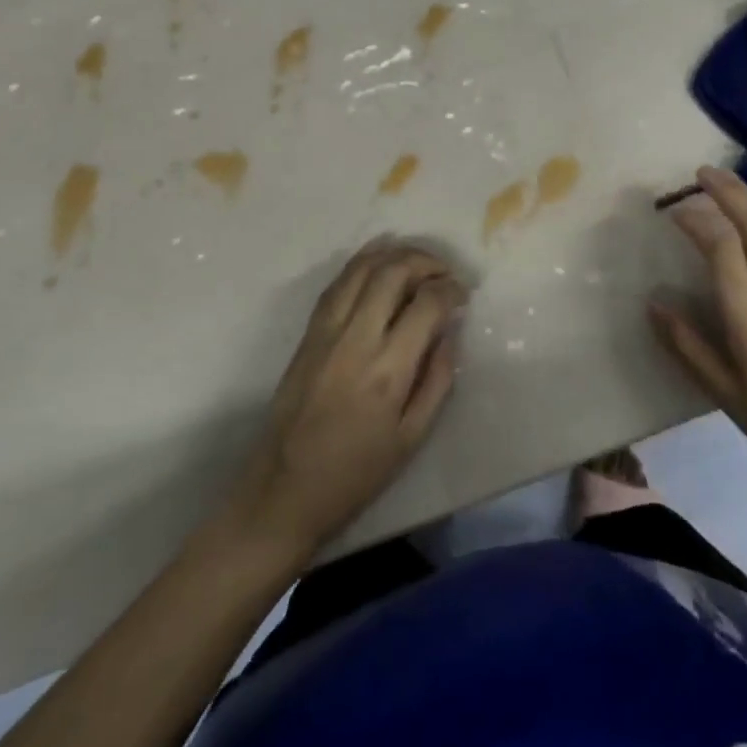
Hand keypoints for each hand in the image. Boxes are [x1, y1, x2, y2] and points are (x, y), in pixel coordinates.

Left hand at [231, 241, 464, 556]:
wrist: (283, 492)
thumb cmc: (355, 473)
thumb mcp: (412, 438)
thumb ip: (438, 379)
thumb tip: (450, 332)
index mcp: (388, 370)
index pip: (427, 304)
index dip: (451, 290)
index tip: (463, 296)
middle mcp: (356, 339)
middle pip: (394, 272)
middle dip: (427, 262)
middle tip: (445, 274)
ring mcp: (327, 332)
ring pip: (362, 268)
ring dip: (395, 254)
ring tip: (418, 261)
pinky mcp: (308, 334)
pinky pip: (337, 283)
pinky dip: (362, 263)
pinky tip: (380, 260)